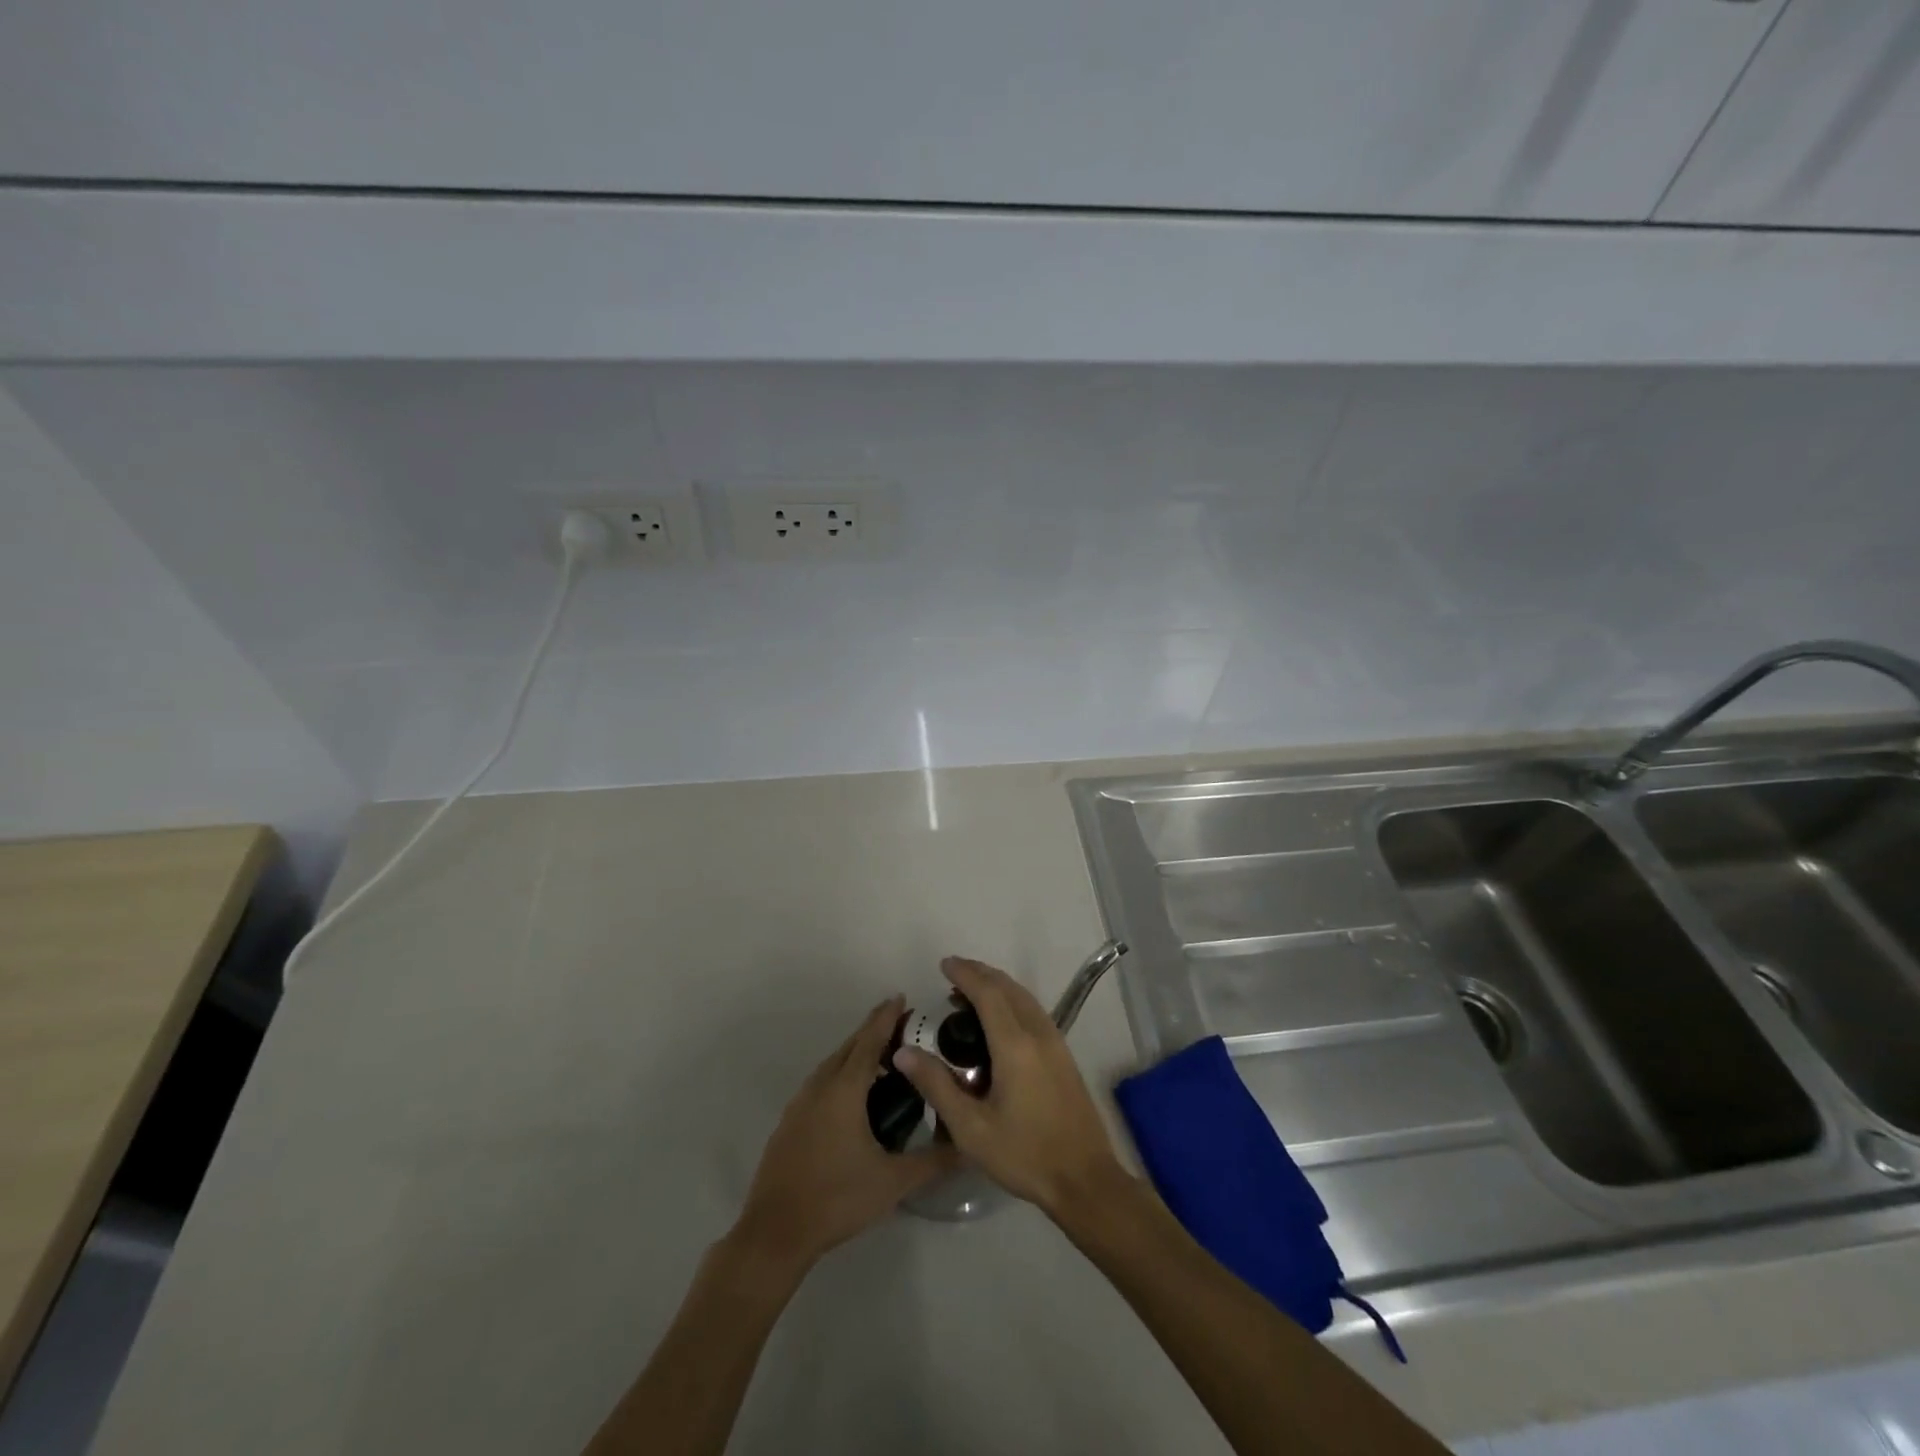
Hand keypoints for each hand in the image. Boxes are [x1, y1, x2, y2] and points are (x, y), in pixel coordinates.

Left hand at [733, 997, 956, 1271]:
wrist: (775, 1232)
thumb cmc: (837, 1199)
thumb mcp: (893, 1183)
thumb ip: (932, 1162)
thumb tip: (968, 1147)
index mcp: (844, 1089)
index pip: (870, 1041)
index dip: (887, 1017)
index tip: (902, 997)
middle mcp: (821, 1086)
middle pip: (850, 1046)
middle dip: (874, 1030)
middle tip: (902, 1025)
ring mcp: (801, 1103)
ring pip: (833, 1064)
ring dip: (857, 1052)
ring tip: (883, 1058)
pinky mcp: (790, 1121)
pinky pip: (821, 1082)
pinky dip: (841, 1073)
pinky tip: (853, 1094)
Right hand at [892, 958, 1129, 1219]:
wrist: (1085, 1179)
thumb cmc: (1024, 1154)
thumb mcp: (971, 1128)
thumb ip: (937, 1085)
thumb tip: (903, 1053)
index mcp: (1015, 1045)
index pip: (988, 993)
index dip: (965, 974)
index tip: (944, 964)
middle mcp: (1038, 1033)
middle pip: (1008, 988)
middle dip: (980, 974)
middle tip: (953, 974)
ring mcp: (1056, 1042)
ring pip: (1024, 997)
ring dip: (998, 985)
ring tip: (971, 992)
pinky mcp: (1064, 1055)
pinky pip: (1034, 1011)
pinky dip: (1012, 1000)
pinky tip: (1000, 1019)